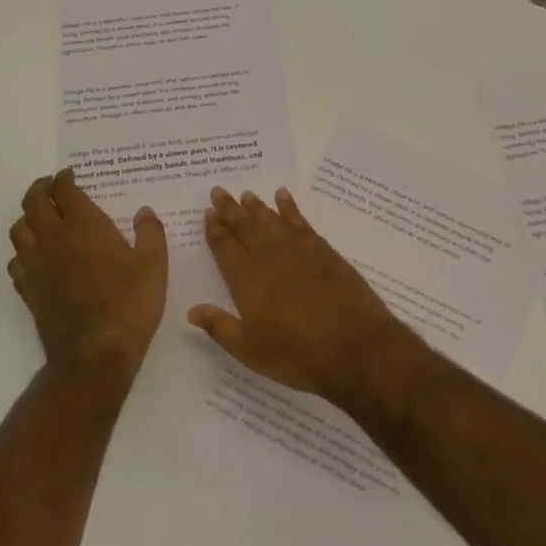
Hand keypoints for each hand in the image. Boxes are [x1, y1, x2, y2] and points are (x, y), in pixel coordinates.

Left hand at [8, 169, 168, 378]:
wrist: (95, 352)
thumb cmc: (129, 303)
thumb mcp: (153, 265)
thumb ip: (150, 233)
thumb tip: (144, 212)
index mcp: (84, 225)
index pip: (65, 190)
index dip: (65, 178)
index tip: (70, 175)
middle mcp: (53, 238)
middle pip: (34, 202)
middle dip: (41, 188)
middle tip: (51, 186)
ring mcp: (36, 265)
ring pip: (19, 229)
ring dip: (28, 217)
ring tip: (40, 217)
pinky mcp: (28, 290)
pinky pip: (16, 261)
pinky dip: (22, 252)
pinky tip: (34, 257)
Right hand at [188, 186, 419, 403]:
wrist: (353, 346)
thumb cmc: (296, 354)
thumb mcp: (250, 349)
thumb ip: (220, 327)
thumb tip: (192, 310)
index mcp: (246, 278)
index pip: (224, 246)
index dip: (215, 229)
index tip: (208, 213)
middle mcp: (268, 256)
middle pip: (244, 226)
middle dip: (229, 209)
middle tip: (218, 191)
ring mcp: (297, 249)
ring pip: (270, 220)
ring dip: (256, 206)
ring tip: (246, 194)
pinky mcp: (322, 250)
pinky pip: (300, 220)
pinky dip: (290, 207)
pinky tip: (284, 196)